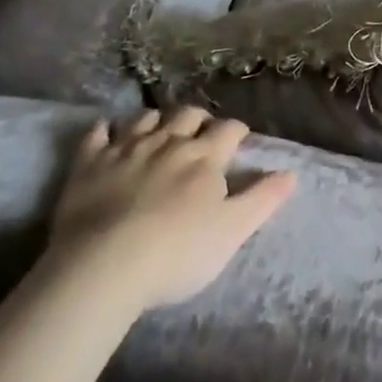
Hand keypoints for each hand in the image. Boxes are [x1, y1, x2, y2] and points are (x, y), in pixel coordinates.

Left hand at [47, 107, 296, 309]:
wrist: (104, 266)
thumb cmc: (178, 253)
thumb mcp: (233, 231)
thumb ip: (263, 199)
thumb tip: (292, 172)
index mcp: (205, 157)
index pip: (229, 129)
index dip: (237, 131)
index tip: (240, 140)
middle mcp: (169, 142)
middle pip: (188, 115)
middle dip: (199, 120)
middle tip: (201, 134)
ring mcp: (126, 148)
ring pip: (147, 118)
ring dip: (158, 120)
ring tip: (160, 132)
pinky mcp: (89, 163)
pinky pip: (98, 133)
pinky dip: (105, 129)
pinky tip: (107, 132)